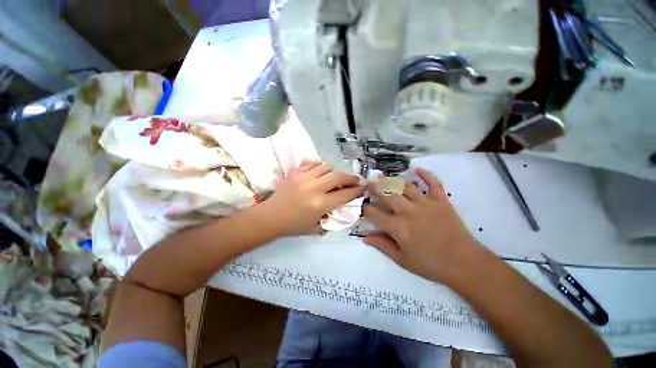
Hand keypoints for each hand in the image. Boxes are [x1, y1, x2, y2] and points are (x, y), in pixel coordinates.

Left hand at [265, 162, 363, 236]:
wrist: (271, 217)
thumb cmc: (294, 226)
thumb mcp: (316, 226)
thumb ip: (332, 215)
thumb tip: (343, 204)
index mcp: (320, 204)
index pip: (344, 194)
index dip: (356, 191)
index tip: (362, 188)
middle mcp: (314, 188)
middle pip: (338, 176)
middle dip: (350, 178)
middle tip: (354, 180)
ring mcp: (303, 178)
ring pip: (326, 166)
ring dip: (334, 171)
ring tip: (334, 177)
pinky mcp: (295, 172)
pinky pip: (312, 163)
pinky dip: (319, 167)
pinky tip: (320, 172)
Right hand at [363, 168, 481, 283]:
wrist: (465, 264)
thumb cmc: (431, 264)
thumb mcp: (403, 260)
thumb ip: (383, 246)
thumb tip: (365, 237)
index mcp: (398, 227)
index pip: (375, 214)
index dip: (365, 208)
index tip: (360, 204)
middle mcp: (408, 212)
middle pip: (387, 195)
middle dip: (374, 188)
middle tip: (368, 183)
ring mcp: (426, 204)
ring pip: (405, 186)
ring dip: (392, 180)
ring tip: (383, 176)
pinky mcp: (441, 201)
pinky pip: (434, 183)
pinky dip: (426, 175)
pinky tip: (416, 169)